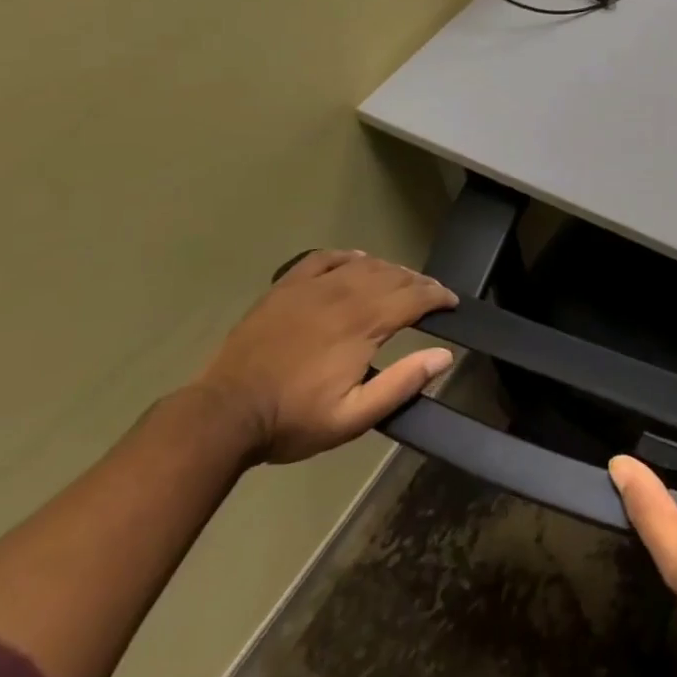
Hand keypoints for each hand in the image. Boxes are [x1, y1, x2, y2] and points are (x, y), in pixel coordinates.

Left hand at [192, 248, 456, 463]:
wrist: (224, 414)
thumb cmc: (293, 419)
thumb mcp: (353, 417)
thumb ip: (401, 384)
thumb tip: (444, 356)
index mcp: (363, 325)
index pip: (414, 297)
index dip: (439, 296)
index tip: (452, 303)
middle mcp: (344, 295)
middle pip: (394, 277)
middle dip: (419, 283)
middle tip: (432, 295)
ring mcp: (312, 287)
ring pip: (364, 265)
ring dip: (390, 270)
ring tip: (401, 281)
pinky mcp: (286, 287)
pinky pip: (325, 258)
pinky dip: (348, 256)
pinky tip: (357, 261)